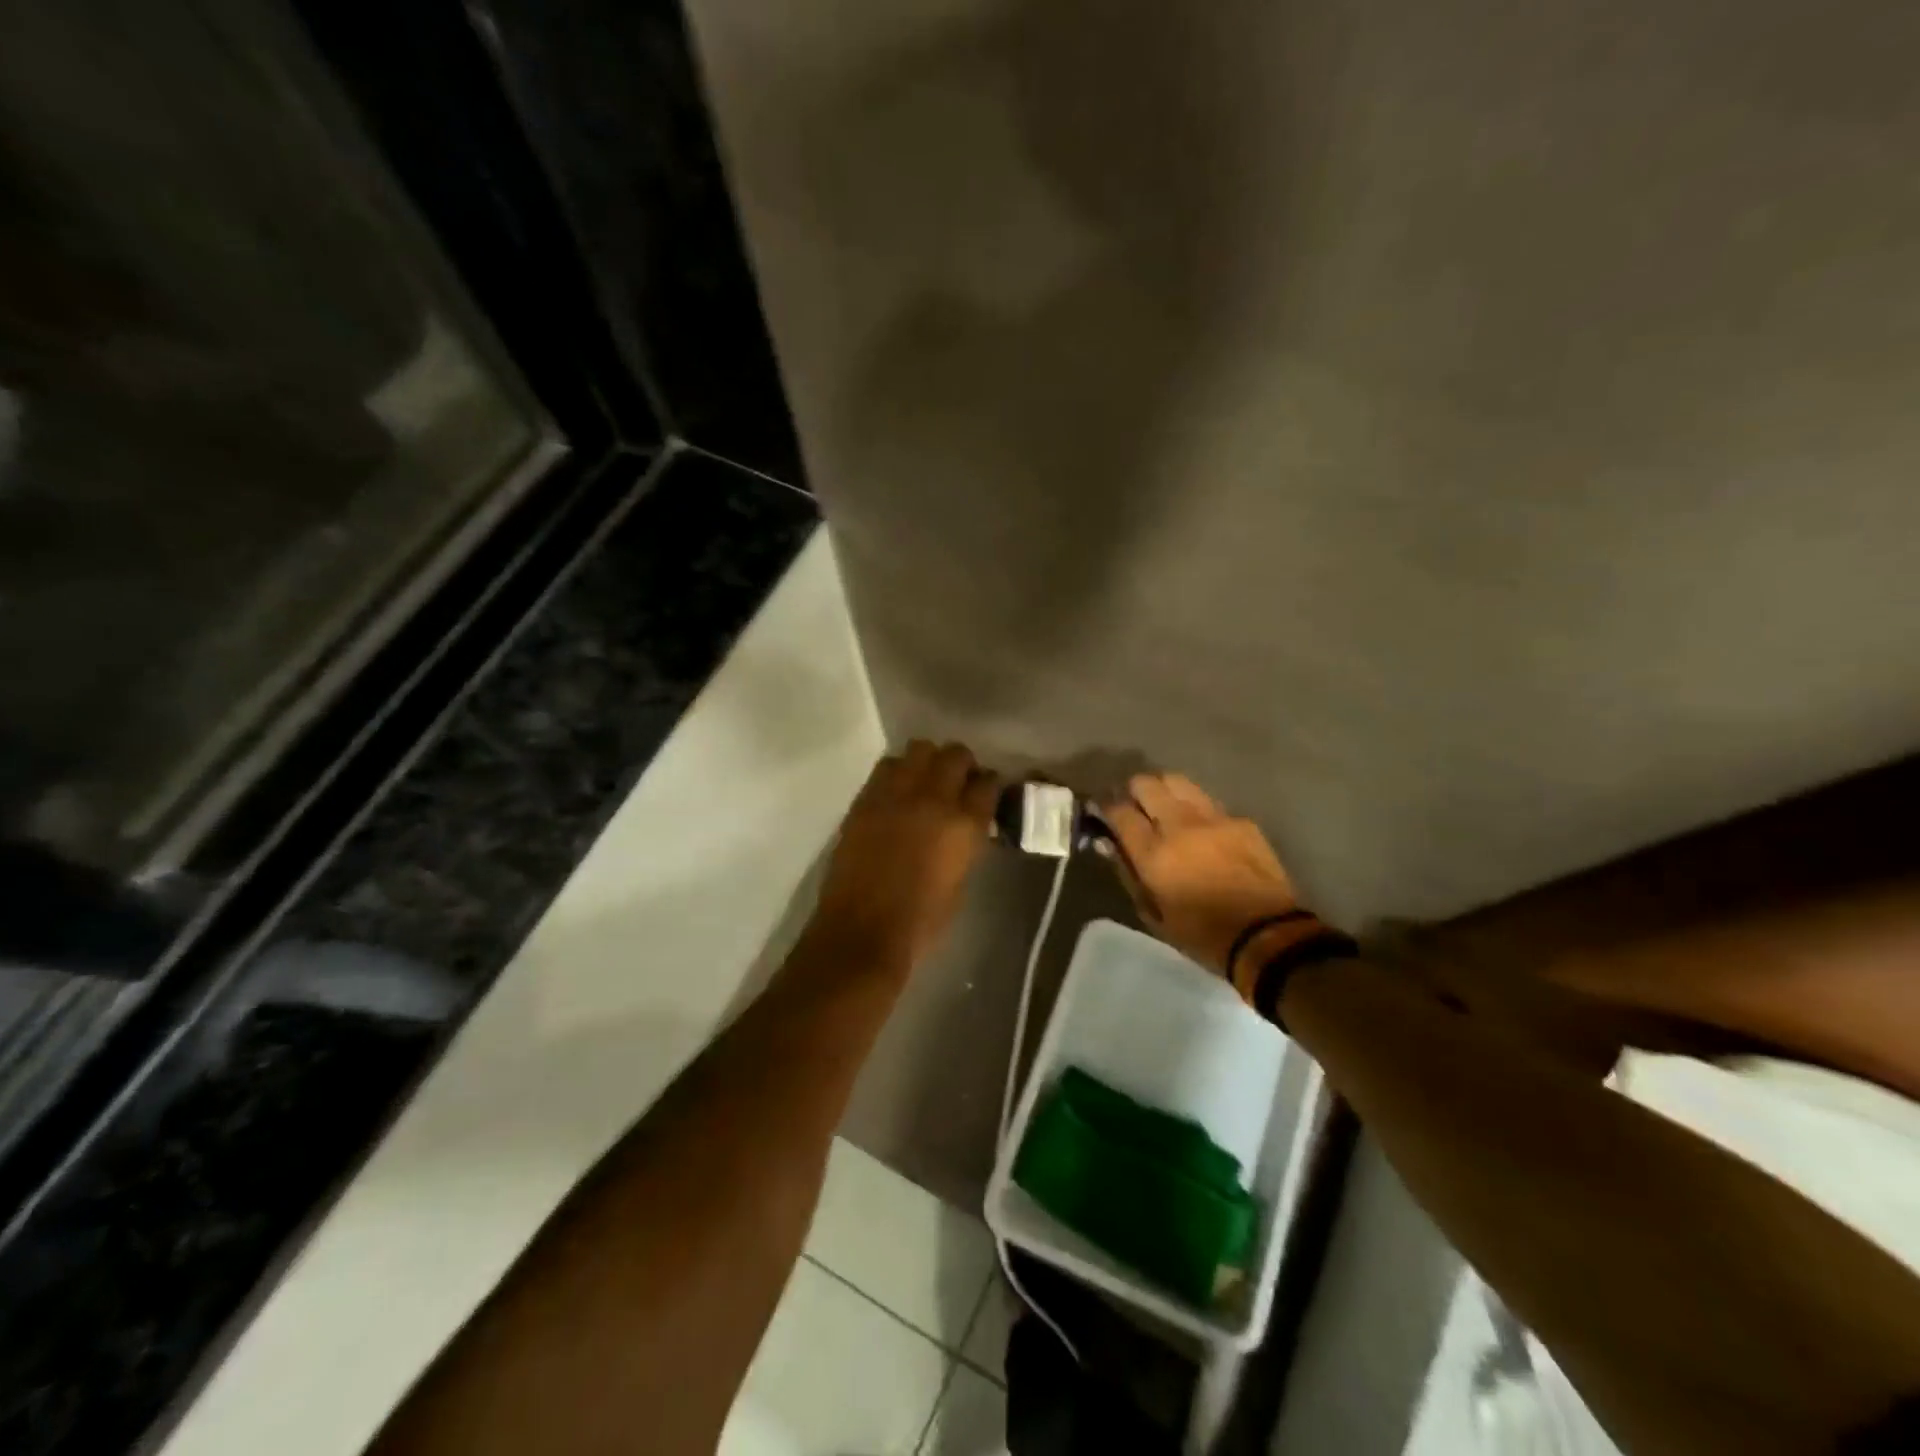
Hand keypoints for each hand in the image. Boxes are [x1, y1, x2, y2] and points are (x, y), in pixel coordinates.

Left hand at [810, 741, 999, 967]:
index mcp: (964, 825)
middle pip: (955, 755)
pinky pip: (886, 766)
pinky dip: (898, 772)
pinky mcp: (865, 799)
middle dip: (961, 764)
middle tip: (957, 781)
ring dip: (927, 761)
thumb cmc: (921, 921)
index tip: (985, 791)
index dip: (988, 785)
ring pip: (919, 749)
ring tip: (924, 781)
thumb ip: (966, 843)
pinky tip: (897, 792)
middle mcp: (933, 799)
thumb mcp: (960, 881)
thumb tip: (966, 826)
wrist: (862, 932)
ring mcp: (895, 794)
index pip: (987, 784)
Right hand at [1101, 773, 1299, 976]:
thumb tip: (1111, 845)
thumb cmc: (1202, 935)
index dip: (1106, 807)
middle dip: (1133, 790)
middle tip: (1133, 805)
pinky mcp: (1240, 820)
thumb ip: (1128, 873)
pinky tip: (1200, 827)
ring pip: (1178, 782)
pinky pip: (1208, 802)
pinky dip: (1195, 808)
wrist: (1267, 937)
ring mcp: (1213, 818)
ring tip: (1164, 806)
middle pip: (1146, 784)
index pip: (1119, 811)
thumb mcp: (1152, 913)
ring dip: (1164, 790)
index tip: (1103, 811)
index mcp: (1154, 853)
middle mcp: (1180, 825)